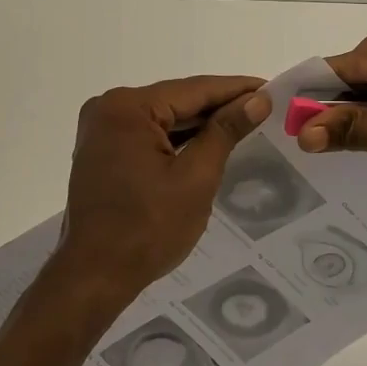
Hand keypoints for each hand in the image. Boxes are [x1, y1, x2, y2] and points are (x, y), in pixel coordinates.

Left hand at [51, 75, 272, 305]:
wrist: (94, 277)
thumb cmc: (147, 228)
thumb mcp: (196, 177)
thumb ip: (226, 131)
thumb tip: (257, 100)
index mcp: (127, 108)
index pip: (194, 89)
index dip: (236, 89)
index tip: (272, 87)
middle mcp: (109, 108)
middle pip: (177, 101)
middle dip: (220, 106)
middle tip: (264, 106)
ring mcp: (101, 130)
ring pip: (164, 118)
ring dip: (200, 123)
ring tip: (244, 121)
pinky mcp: (102, 151)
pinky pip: (149, 135)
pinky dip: (178, 139)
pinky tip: (208, 142)